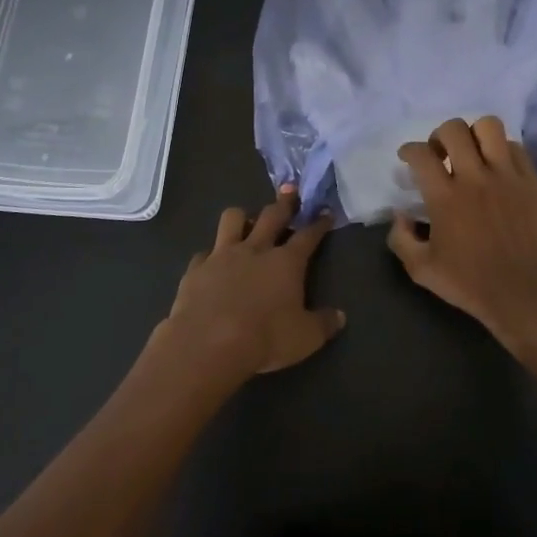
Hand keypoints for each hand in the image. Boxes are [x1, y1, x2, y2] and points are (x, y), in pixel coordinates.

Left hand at [159, 188, 343, 380]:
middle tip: (289, 190)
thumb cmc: (264, 339)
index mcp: (286, 262)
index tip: (325, 212)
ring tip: (246, 222)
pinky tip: (211, 264)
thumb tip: (340, 317)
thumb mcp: (305, 338)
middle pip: (272, 216)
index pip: (308, 236)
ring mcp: (222, 256)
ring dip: (242, 217)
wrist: (207, 345)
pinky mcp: (196, 269)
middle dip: (284, 202)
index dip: (318, 224)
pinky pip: (204, 253)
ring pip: (232, 219)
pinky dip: (210, 255)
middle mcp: (255, 250)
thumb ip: (324, 324)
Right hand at [386, 118, 536, 361]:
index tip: (408, 158)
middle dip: (439, 136)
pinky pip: (516, 147)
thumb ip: (401, 238)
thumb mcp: (421, 270)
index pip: (421, 154)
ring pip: (489, 127)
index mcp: (445, 197)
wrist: (524, 295)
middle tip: (440, 155)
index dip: (409, 150)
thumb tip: (400, 214)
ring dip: (474, 134)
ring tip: (471, 153)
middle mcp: (475, 178)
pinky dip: (502, 150)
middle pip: (454, 129)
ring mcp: (507, 176)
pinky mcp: (531, 182)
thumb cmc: (470, 284)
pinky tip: (497, 167)